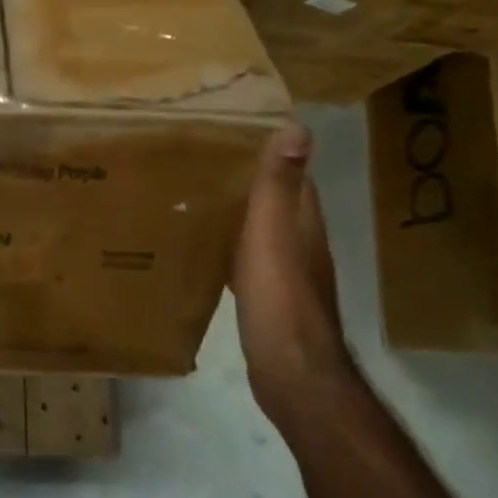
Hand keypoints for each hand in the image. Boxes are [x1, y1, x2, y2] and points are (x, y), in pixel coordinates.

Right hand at [231, 124, 356, 424]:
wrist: (290, 372)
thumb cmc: (280, 299)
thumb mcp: (272, 235)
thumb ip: (279, 186)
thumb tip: (297, 125)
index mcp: (303, 222)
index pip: (293, 173)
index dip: (269, 148)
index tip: (233, 127)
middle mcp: (300, 242)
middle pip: (275, 199)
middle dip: (246, 177)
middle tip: (201, 156)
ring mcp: (286, 272)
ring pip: (260, 228)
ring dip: (237, 210)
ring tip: (195, 193)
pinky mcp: (269, 296)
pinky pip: (246, 256)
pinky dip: (230, 243)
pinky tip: (205, 245)